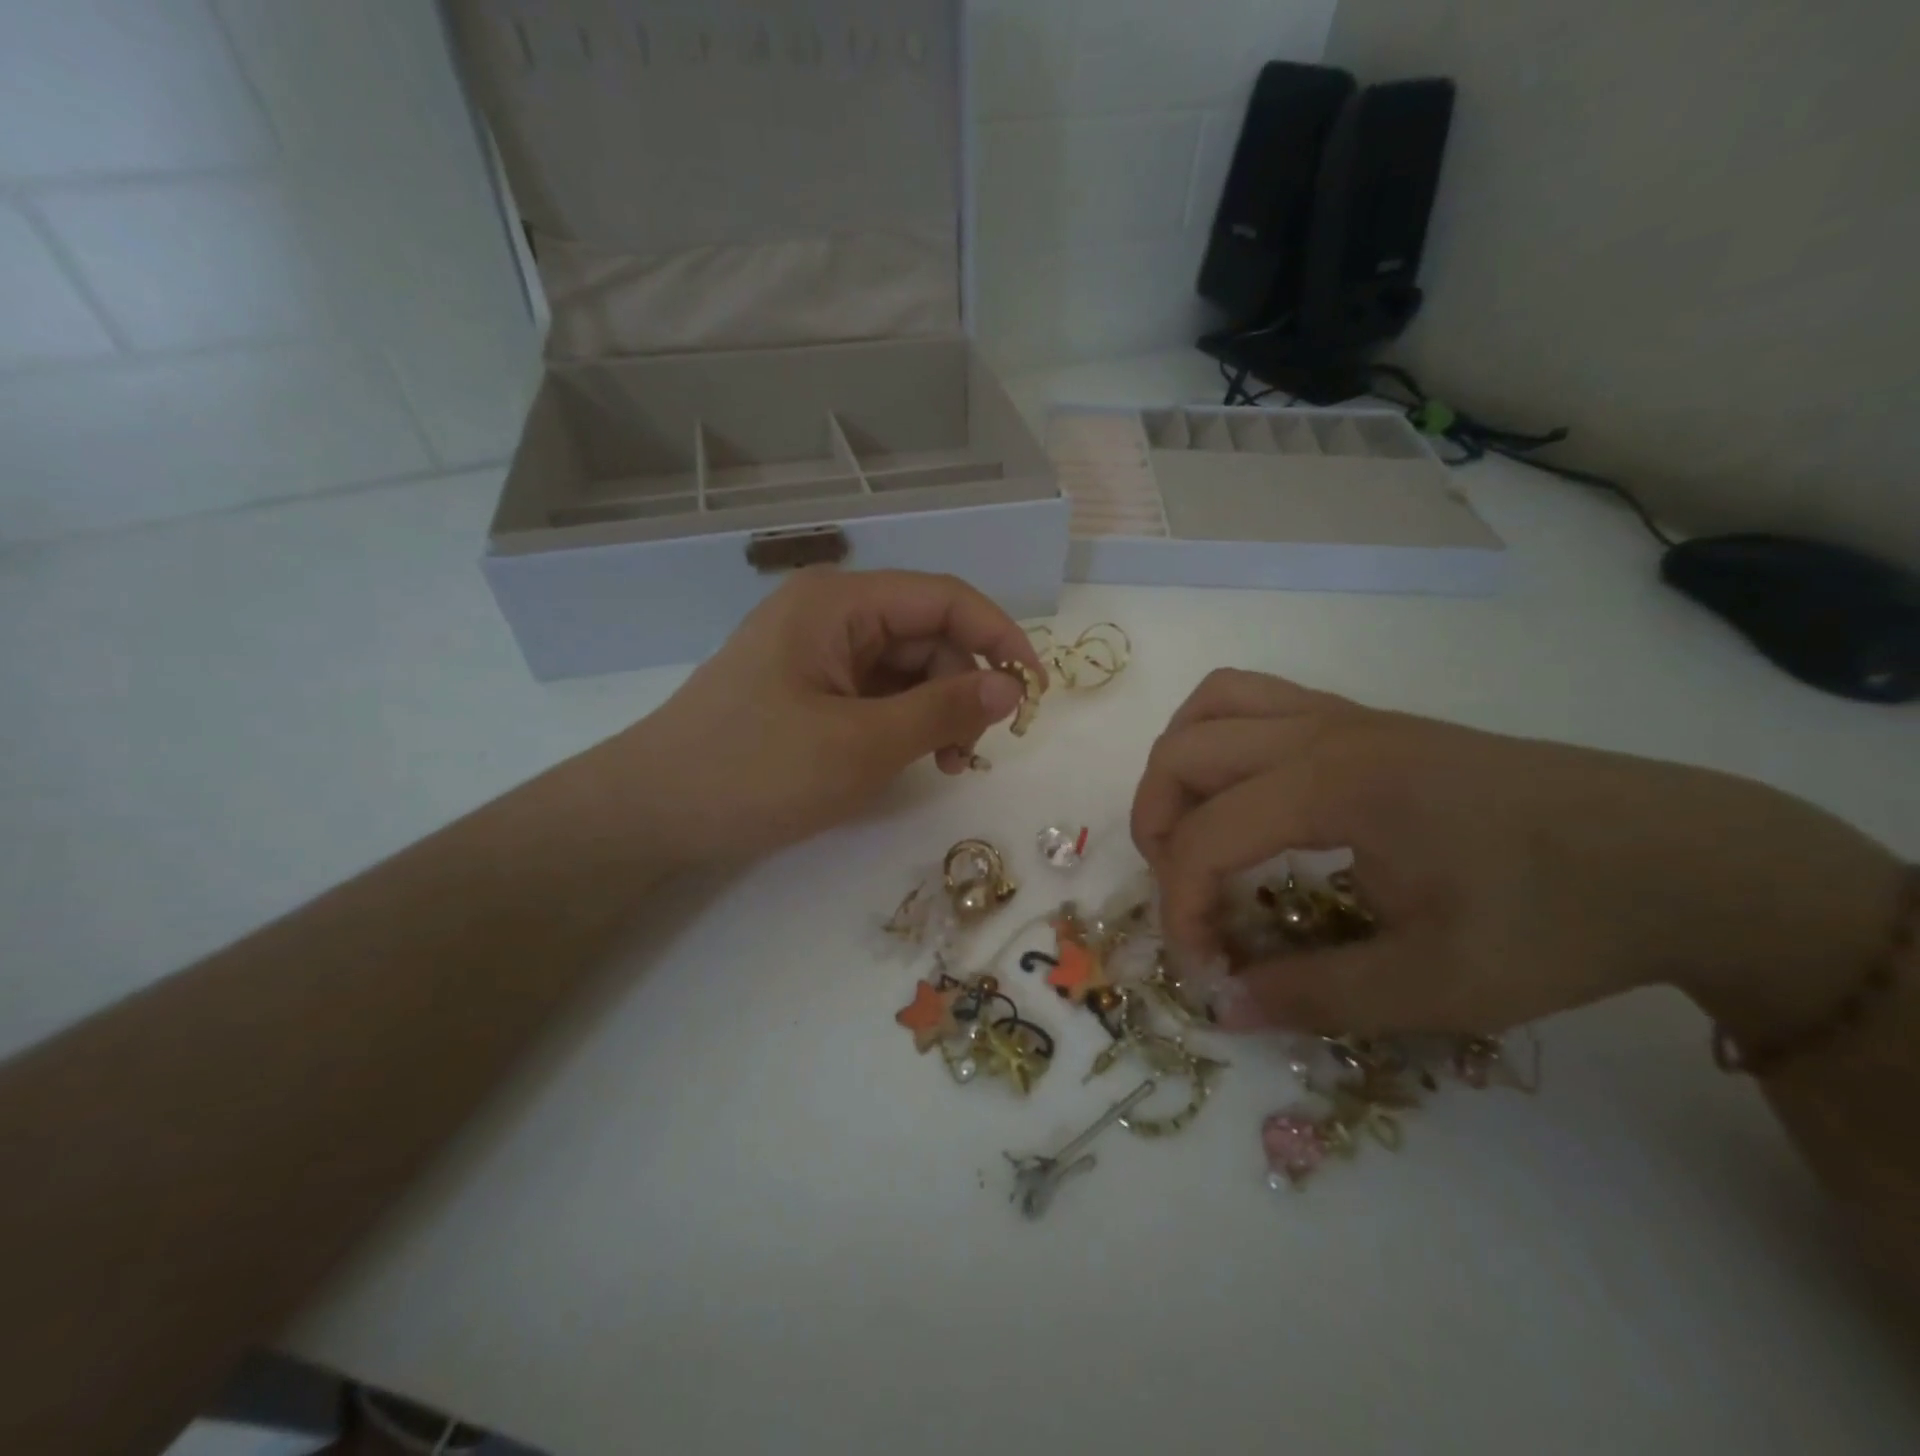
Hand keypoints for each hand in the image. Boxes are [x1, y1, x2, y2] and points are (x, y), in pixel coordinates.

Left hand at [619, 569, 1041, 867]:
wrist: (651, 814)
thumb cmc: (753, 772)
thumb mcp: (860, 745)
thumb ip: (943, 710)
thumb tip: (1013, 686)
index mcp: (838, 602)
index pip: (943, 598)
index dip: (999, 636)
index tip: (1036, 689)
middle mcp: (830, 615)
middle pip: (926, 634)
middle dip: (963, 686)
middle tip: (977, 750)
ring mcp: (817, 654)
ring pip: (905, 668)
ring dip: (938, 710)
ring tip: (949, 764)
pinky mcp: (808, 690)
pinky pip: (876, 694)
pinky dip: (905, 723)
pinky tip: (916, 759)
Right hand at [1132, 669, 1902, 1037]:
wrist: (1673, 857)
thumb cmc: (1556, 921)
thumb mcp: (1437, 984)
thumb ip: (1313, 994)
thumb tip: (1221, 1006)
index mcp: (1337, 786)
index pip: (1207, 836)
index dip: (1181, 908)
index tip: (1205, 969)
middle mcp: (1323, 732)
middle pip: (1183, 753)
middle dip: (1157, 828)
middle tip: (1186, 895)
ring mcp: (1342, 716)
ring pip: (1212, 706)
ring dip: (1179, 768)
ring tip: (1194, 829)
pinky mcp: (1362, 719)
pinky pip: (1255, 699)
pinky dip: (1218, 738)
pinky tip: (1245, 794)